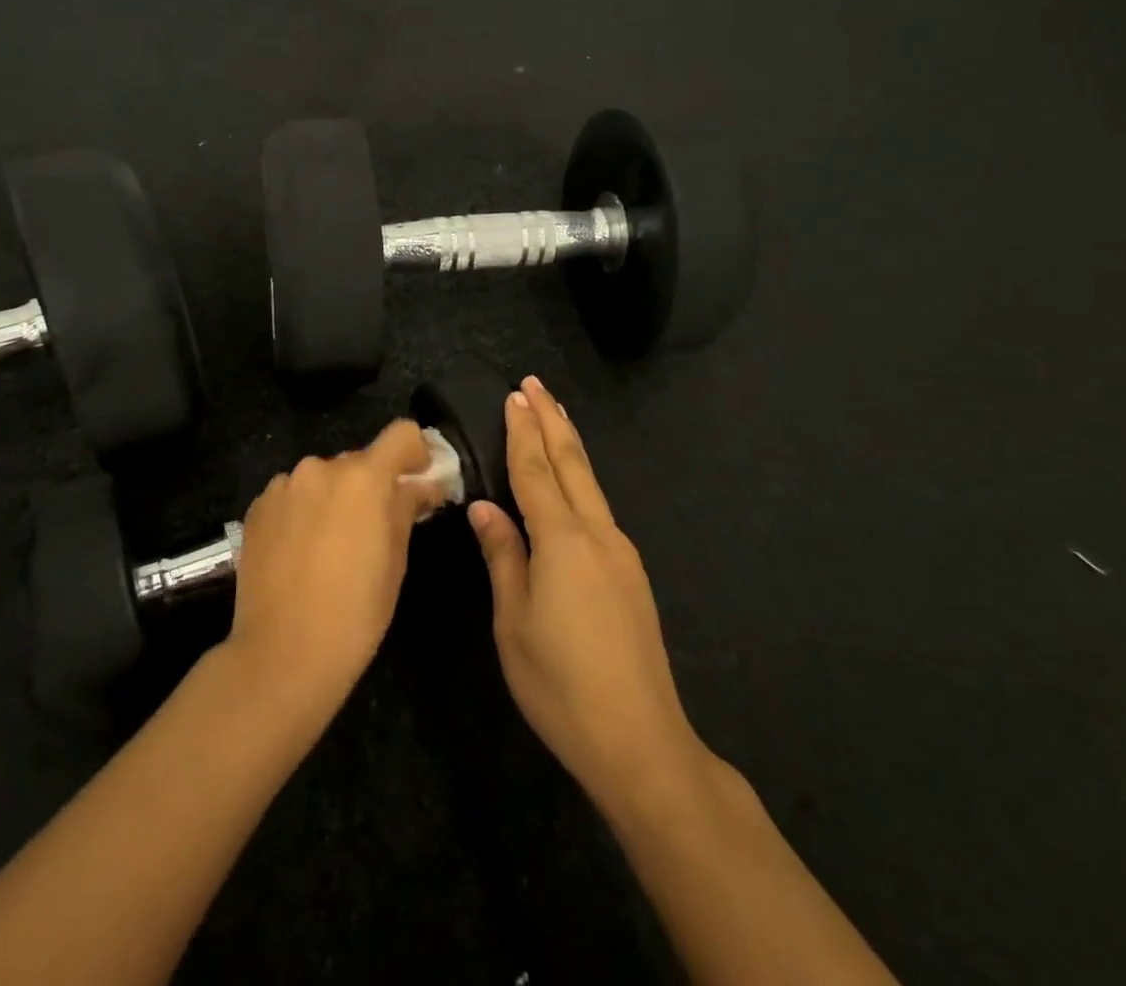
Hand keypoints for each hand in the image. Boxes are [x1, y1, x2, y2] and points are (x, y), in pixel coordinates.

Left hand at [225, 420, 434, 712]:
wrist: (282, 653)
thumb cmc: (355, 612)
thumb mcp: (395, 561)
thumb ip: (406, 509)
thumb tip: (421, 485)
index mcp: (363, 477)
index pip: (401, 434)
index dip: (416, 452)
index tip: (419, 478)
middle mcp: (320, 468)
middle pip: (359, 460)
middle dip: (372, 485)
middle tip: (375, 527)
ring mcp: (283, 485)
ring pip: (322, 479)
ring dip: (334, 497)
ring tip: (332, 545)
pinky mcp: (257, 506)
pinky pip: (292, 495)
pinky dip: (303, 511)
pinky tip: (300, 551)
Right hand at [468, 377, 705, 813]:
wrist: (640, 741)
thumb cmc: (561, 685)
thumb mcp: (513, 622)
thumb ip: (503, 557)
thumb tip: (485, 508)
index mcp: (562, 541)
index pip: (535, 471)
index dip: (522, 432)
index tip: (514, 395)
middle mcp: (597, 535)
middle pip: (572, 464)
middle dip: (551, 421)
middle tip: (535, 385)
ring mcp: (621, 554)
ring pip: (591, 484)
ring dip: (569, 445)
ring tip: (553, 417)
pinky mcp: (631, 575)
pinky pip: (599, 509)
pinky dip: (580, 479)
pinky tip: (571, 484)